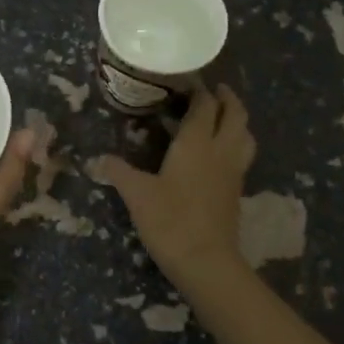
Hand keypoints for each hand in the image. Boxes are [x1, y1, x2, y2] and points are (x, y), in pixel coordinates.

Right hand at [92, 83, 255, 286]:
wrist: (206, 262)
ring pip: (245, 134)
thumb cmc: (170, 221)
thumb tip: (98, 159)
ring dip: (236, 119)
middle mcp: (221, 150)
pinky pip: (242, 154)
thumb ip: (118, 171)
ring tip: (220, 116)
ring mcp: (233, 171)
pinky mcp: (236, 190)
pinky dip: (235, 142)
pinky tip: (217, 152)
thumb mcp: (137, 194)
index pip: (205, 105)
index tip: (186, 80)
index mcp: (197, 143)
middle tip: (211, 90)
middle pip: (235, 113)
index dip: (198, 90)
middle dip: (226, 98)